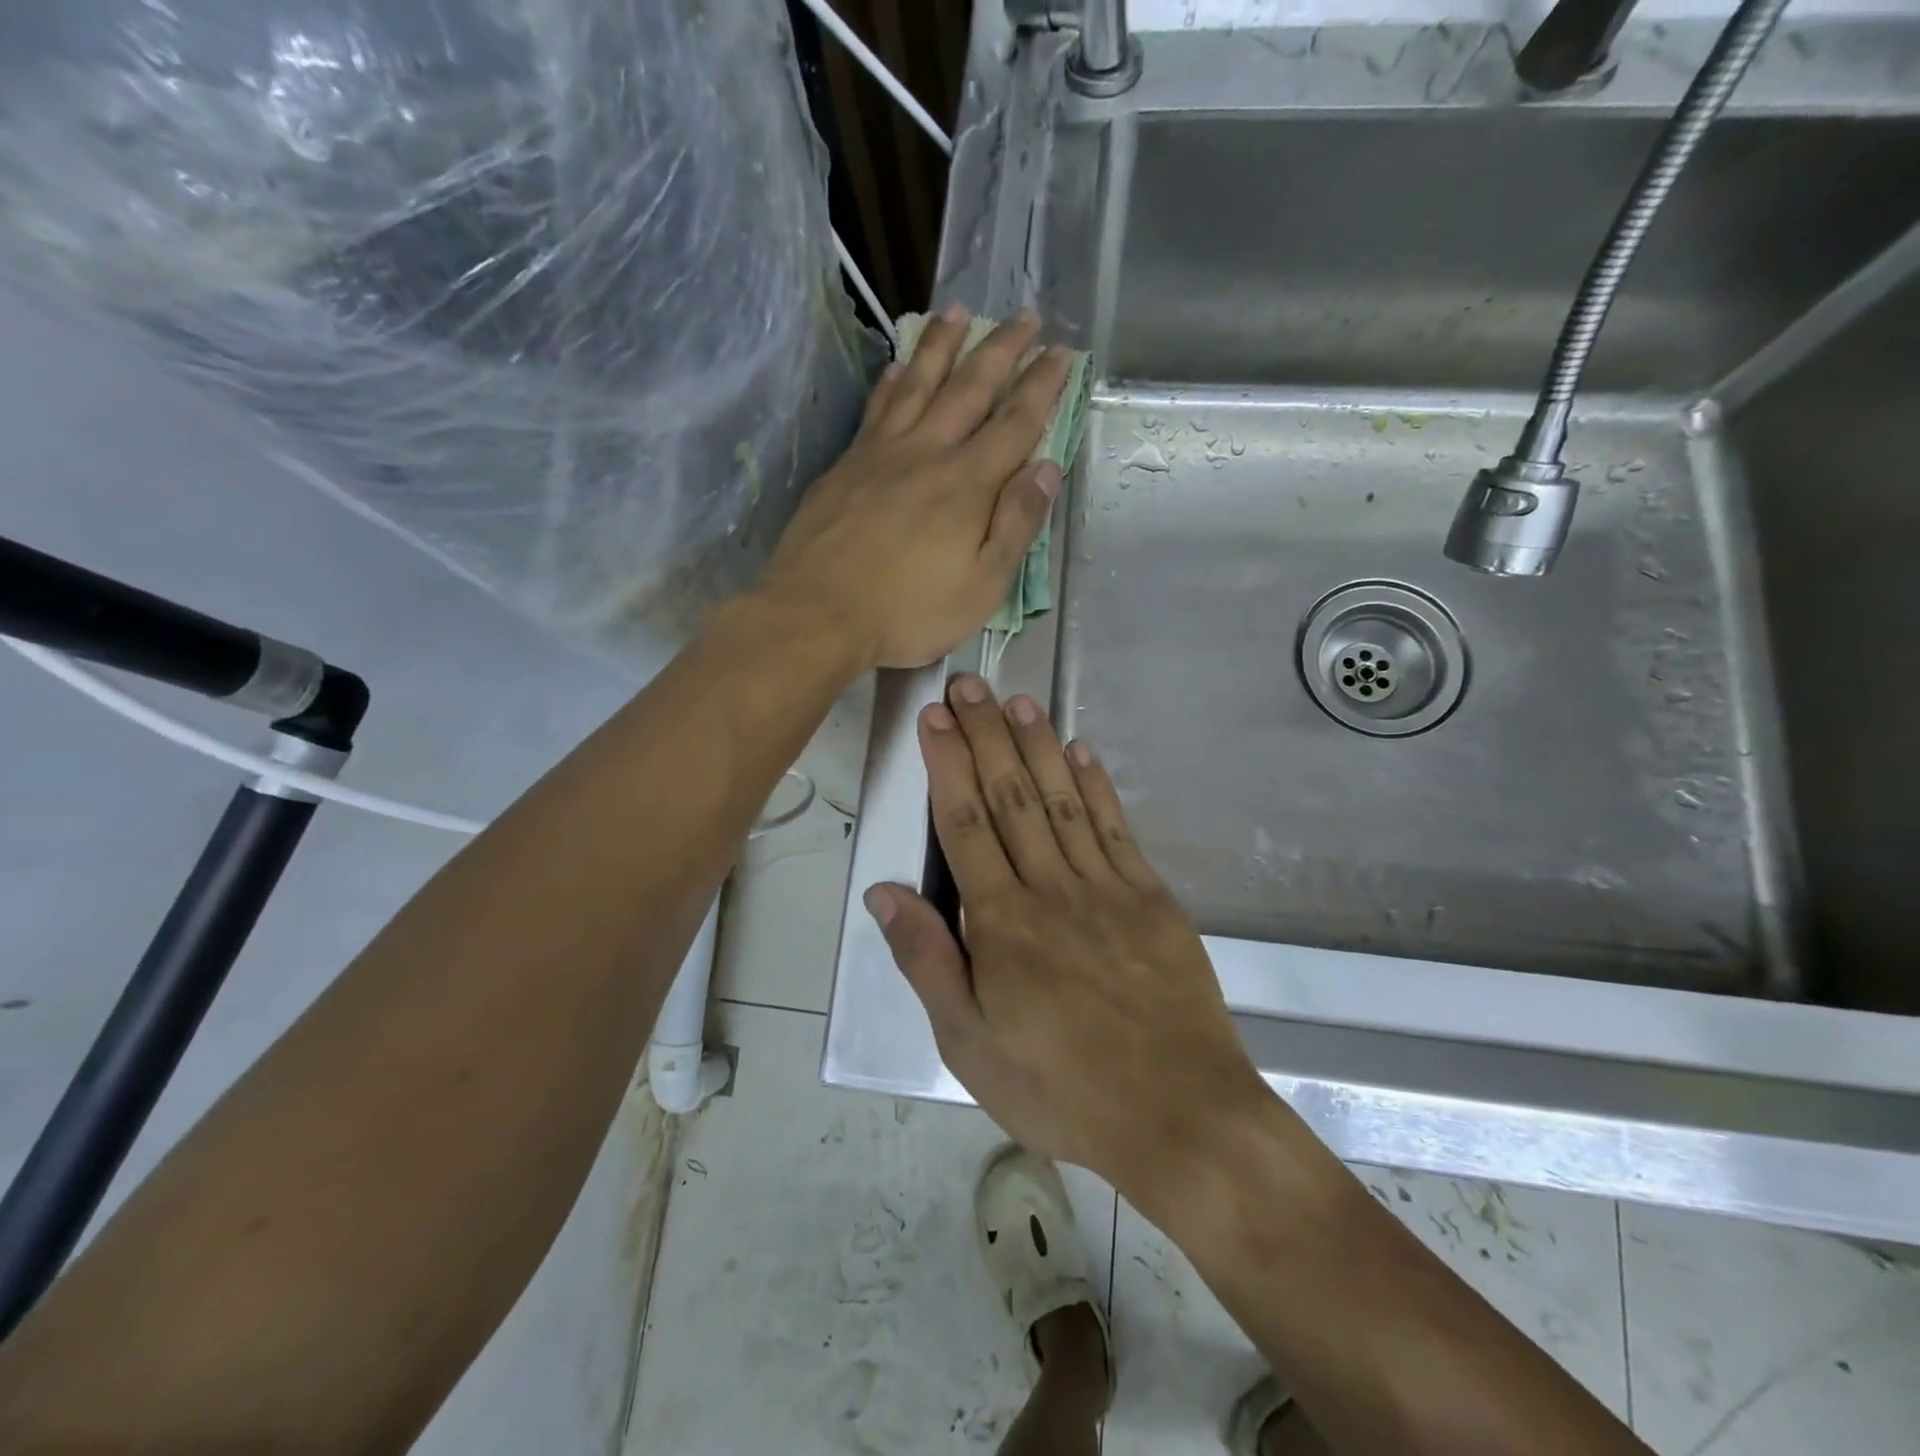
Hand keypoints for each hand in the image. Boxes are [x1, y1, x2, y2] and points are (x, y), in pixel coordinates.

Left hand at [757, 307, 1072, 671]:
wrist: (817, 614)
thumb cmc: (908, 611)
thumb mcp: (982, 585)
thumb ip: (1016, 524)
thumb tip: (1046, 468)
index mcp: (967, 484)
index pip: (1015, 423)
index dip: (1042, 386)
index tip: (1061, 352)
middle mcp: (927, 453)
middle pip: (969, 388)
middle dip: (1001, 349)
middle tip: (1024, 315)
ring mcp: (880, 454)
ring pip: (918, 383)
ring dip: (942, 345)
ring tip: (959, 311)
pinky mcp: (846, 465)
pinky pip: (876, 408)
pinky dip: (892, 381)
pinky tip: (896, 366)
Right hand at [861, 673, 1273, 1203]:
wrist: (1179, 1115)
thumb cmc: (1061, 1087)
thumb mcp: (970, 1044)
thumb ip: (927, 961)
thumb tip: (885, 892)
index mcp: (1003, 923)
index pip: (965, 824)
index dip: (947, 766)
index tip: (934, 719)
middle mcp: (1052, 888)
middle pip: (1011, 796)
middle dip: (987, 735)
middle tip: (970, 685)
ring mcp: (1108, 887)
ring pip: (1062, 800)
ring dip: (1038, 746)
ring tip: (1018, 701)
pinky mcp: (1151, 898)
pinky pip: (1116, 829)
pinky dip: (1095, 786)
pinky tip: (1080, 754)